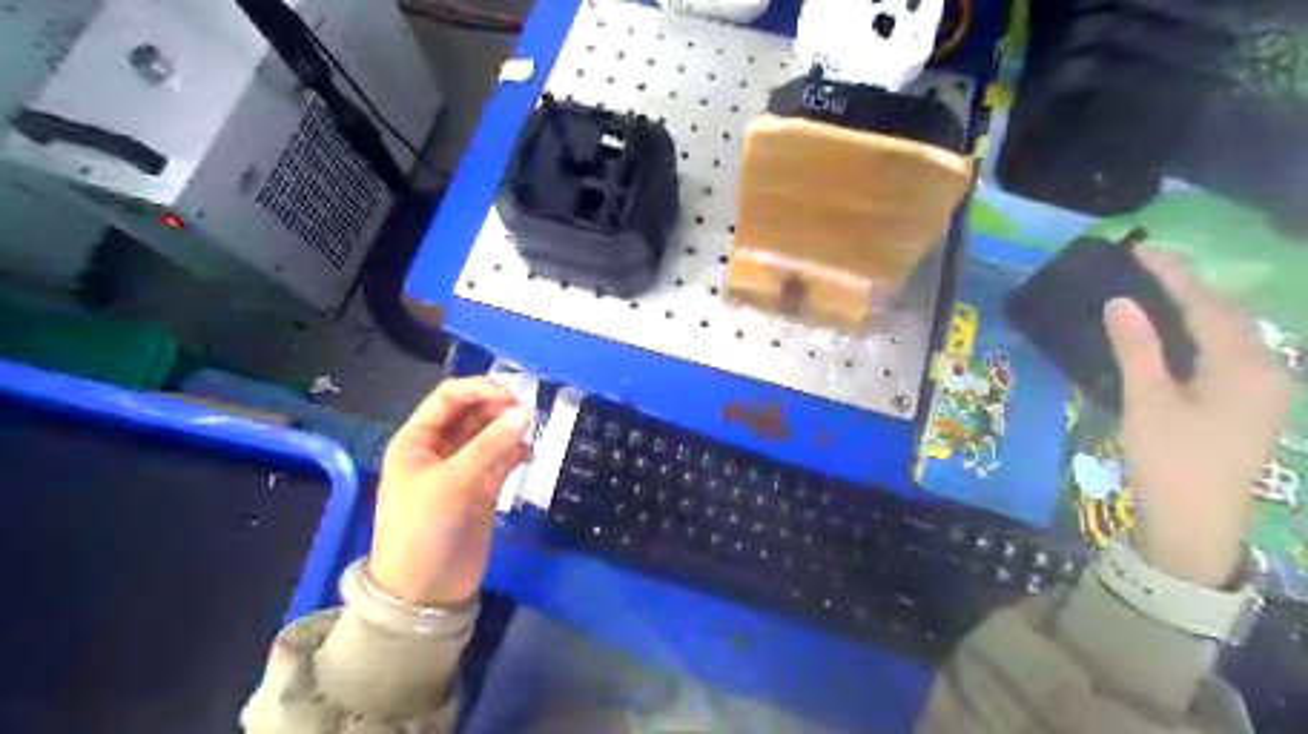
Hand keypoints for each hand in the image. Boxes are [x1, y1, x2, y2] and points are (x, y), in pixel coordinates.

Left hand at [363, 378, 527, 607]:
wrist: (426, 592)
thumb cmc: (424, 530)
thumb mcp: (452, 483)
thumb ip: (489, 446)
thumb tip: (525, 413)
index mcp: (418, 439)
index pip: (450, 397)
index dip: (480, 389)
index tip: (513, 396)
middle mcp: (440, 447)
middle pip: (473, 412)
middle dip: (499, 408)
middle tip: (527, 416)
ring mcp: (464, 467)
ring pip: (491, 434)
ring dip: (510, 429)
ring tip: (530, 434)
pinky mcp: (484, 487)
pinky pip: (503, 457)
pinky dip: (517, 451)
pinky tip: (529, 455)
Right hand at [1101, 250, 1297, 588]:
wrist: (1196, 525)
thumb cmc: (1170, 460)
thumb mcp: (1148, 401)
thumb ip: (1137, 348)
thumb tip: (1120, 302)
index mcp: (1245, 365)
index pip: (1206, 305)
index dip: (1172, 274)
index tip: (1139, 249)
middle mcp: (1265, 369)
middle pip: (1227, 314)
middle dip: (1188, 286)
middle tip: (1145, 266)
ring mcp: (1263, 389)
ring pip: (1229, 334)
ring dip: (1194, 309)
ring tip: (1156, 290)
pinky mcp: (1249, 405)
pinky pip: (1226, 354)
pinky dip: (1199, 334)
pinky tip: (1175, 334)